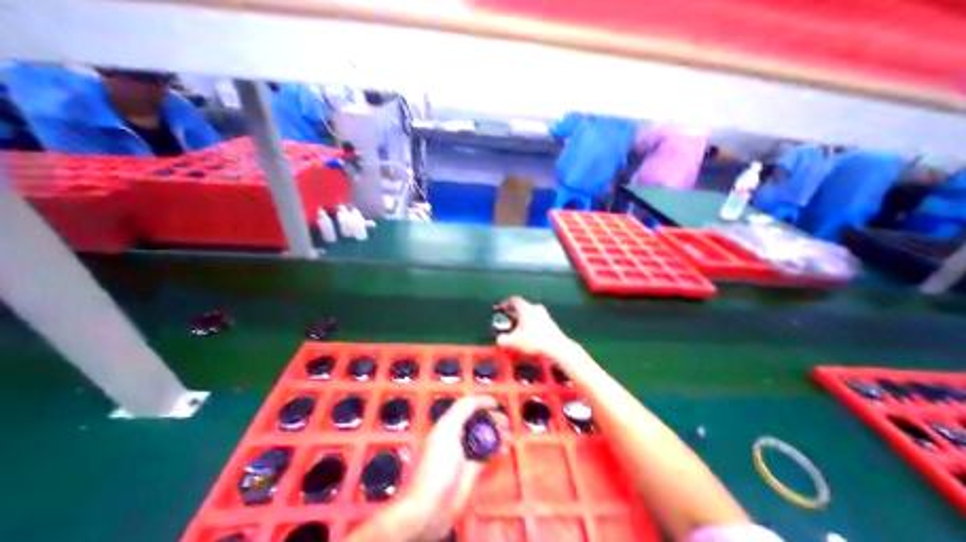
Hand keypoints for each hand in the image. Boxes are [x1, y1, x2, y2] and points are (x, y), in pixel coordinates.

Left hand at [405, 396, 508, 538]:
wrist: (432, 507)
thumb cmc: (439, 464)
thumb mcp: (448, 430)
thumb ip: (462, 410)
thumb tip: (480, 399)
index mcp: (449, 423)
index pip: (468, 406)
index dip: (482, 402)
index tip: (497, 404)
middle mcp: (458, 434)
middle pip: (478, 420)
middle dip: (493, 418)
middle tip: (505, 422)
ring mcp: (466, 451)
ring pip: (485, 435)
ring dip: (498, 433)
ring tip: (508, 436)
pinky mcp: (473, 467)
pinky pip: (488, 452)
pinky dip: (497, 448)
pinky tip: (505, 449)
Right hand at [497, 297, 571, 359]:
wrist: (557, 348)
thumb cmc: (536, 341)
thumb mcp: (513, 341)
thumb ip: (503, 339)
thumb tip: (500, 339)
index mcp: (526, 308)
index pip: (513, 300)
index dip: (505, 304)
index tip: (500, 309)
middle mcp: (536, 309)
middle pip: (522, 308)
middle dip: (513, 315)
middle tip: (507, 323)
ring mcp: (544, 316)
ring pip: (530, 315)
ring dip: (522, 321)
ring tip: (517, 332)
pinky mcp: (550, 324)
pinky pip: (537, 322)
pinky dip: (531, 327)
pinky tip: (528, 338)